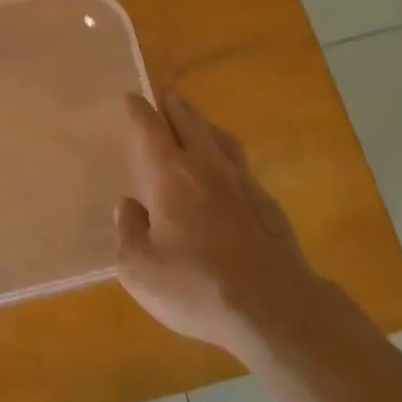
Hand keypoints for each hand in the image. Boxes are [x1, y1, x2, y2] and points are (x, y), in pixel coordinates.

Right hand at [114, 92, 319, 358]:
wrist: (273, 307)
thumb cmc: (196, 286)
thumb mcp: (140, 270)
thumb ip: (129, 233)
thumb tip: (128, 206)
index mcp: (171, 174)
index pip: (150, 128)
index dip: (139, 110)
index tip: (132, 96)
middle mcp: (206, 166)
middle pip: (189, 121)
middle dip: (174, 104)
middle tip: (166, 93)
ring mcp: (242, 182)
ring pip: (220, 138)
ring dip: (204, 124)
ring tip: (197, 123)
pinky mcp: (268, 204)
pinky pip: (241, 165)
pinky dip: (227, 156)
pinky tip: (227, 172)